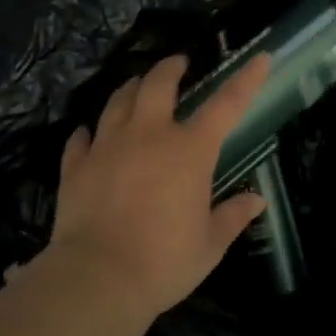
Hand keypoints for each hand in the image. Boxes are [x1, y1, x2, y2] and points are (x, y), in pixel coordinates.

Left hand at [44, 53, 270, 321]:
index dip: (246, 79)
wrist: (98, 278)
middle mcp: (148, 135)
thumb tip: (255, 200)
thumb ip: (232, 216)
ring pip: (118, 101)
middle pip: (157, 83)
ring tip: (136, 87)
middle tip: (178, 64)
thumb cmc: (165, 262)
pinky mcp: (76, 165)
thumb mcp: (210, 244)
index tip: (259, 58)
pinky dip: (89, 132)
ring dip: (130, 89)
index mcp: (189, 150)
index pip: (226, 104)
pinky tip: (89, 134)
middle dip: (170, 67)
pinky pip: (81, 138)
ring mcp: (107, 146)